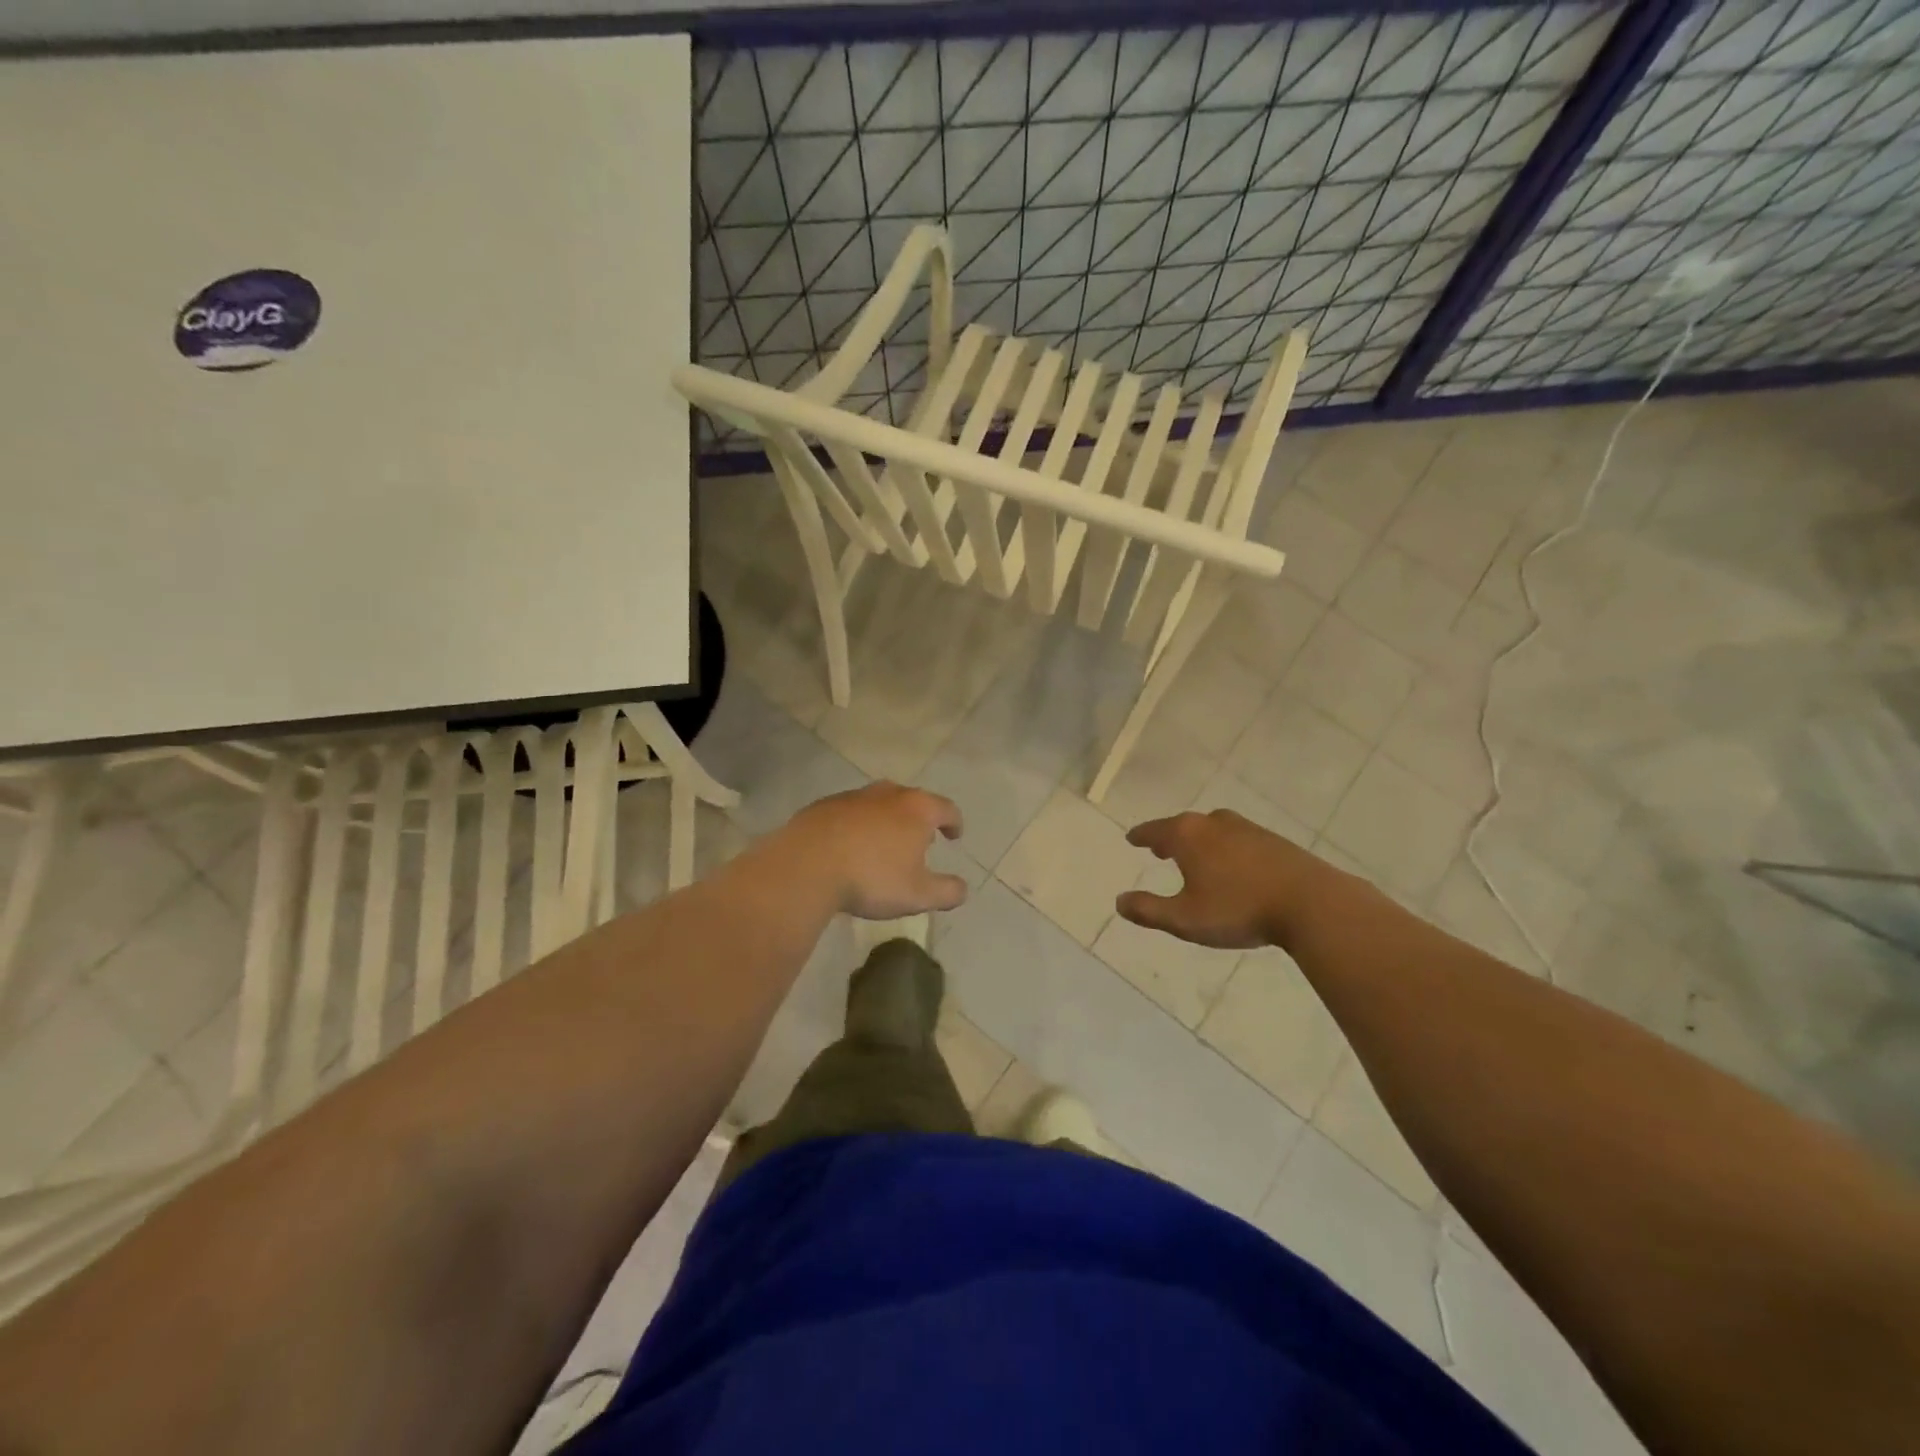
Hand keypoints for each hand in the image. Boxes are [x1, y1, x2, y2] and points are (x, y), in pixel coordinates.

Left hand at [781, 782, 968, 918]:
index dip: (954, 823)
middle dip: (920, 819)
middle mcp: (888, 794)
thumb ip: (947, 892)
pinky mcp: (823, 806)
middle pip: (912, 800)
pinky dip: (857, 825)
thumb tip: (962, 888)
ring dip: (887, 820)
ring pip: (879, 803)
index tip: (954, 836)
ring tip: (885, 843)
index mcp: (917, 809)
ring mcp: (853, 796)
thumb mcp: (918, 895)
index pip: (946, 809)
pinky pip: (849, 813)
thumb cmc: (872, 878)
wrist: (806, 865)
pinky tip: (849, 847)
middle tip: (921, 839)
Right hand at [1116, 810, 1328, 949]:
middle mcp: (1213, 823)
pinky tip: (1231, 864)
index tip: (1132, 839)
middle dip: (1168, 837)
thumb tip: (1119, 902)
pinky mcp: (1272, 839)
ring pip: (1211, 828)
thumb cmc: (1239, 909)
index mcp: (1187, 836)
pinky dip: (1223, 846)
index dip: (1140, 836)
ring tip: (1194, 856)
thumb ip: (1149, 910)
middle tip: (1159, 849)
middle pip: (1182, 825)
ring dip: (1197, 840)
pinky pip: (1235, 837)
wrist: (1311, 903)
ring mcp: (1245, 828)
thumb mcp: (1185, 919)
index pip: (1154, 831)